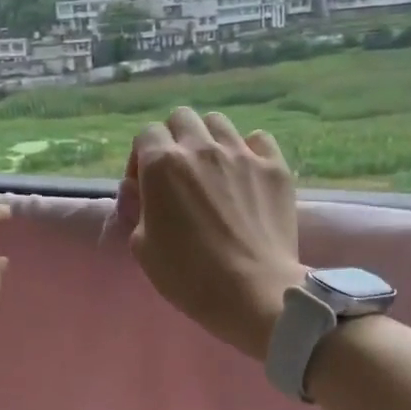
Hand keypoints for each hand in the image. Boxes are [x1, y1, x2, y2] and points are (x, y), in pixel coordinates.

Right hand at [115, 108, 304, 359]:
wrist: (253, 291)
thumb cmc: (188, 275)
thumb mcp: (142, 247)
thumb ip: (136, 209)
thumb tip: (137, 189)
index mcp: (162, 164)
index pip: (146, 134)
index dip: (141, 157)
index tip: (146, 186)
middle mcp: (200, 148)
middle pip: (181, 118)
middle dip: (174, 138)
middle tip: (178, 172)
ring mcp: (241, 154)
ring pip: (218, 123)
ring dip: (209, 140)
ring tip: (213, 169)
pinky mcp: (274, 167)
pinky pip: (258, 139)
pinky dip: (249, 150)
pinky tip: (247, 174)